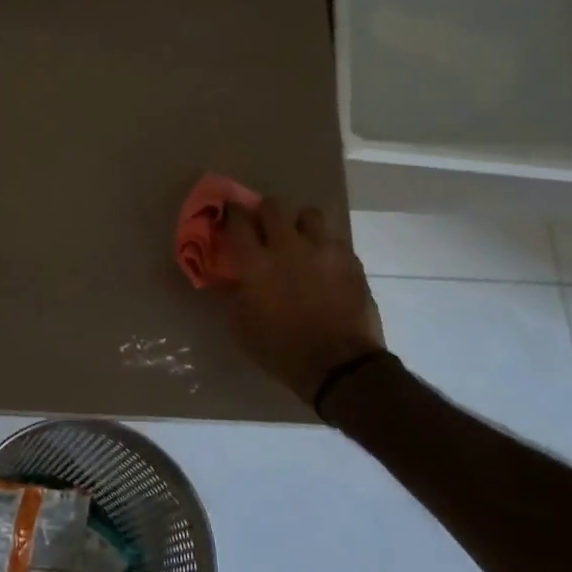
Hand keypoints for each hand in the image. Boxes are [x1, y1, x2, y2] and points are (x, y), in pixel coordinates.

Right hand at [218, 198, 385, 406]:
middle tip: (264, 227)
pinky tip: (324, 262)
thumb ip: (230, 294)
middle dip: (265, 212)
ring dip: (300, 223)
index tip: (230, 215)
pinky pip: (334, 238)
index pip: (237, 220)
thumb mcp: (241, 327)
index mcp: (255, 262)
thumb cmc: (281, 349)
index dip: (231, 213)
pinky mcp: (349, 259)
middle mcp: (287, 245)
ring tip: (300, 239)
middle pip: (273, 206)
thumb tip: (223, 277)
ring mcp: (322, 249)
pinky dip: (325, 245)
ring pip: (309, 213)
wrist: (339, 365)